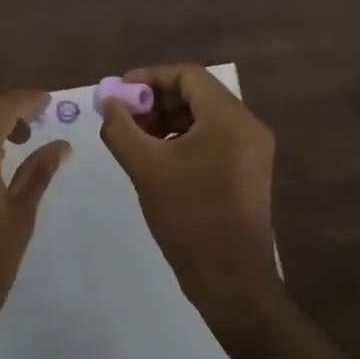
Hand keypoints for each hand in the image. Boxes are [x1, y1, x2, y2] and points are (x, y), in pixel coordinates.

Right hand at [99, 64, 281, 329]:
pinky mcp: (247, 172)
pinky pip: (212, 138)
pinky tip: (157, 158)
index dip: (150, 78)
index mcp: (230, 118)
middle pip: (196, 93)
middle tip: (124, 117)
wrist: (233, 283)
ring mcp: (251, 150)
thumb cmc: (190, 218)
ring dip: (167, 119)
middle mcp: (247, 126)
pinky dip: (182, 139)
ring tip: (136, 139)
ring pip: (203, 116)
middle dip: (156, 100)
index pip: (188, 75)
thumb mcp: (146, 169)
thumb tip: (108, 102)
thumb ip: (121, 128)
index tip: (120, 94)